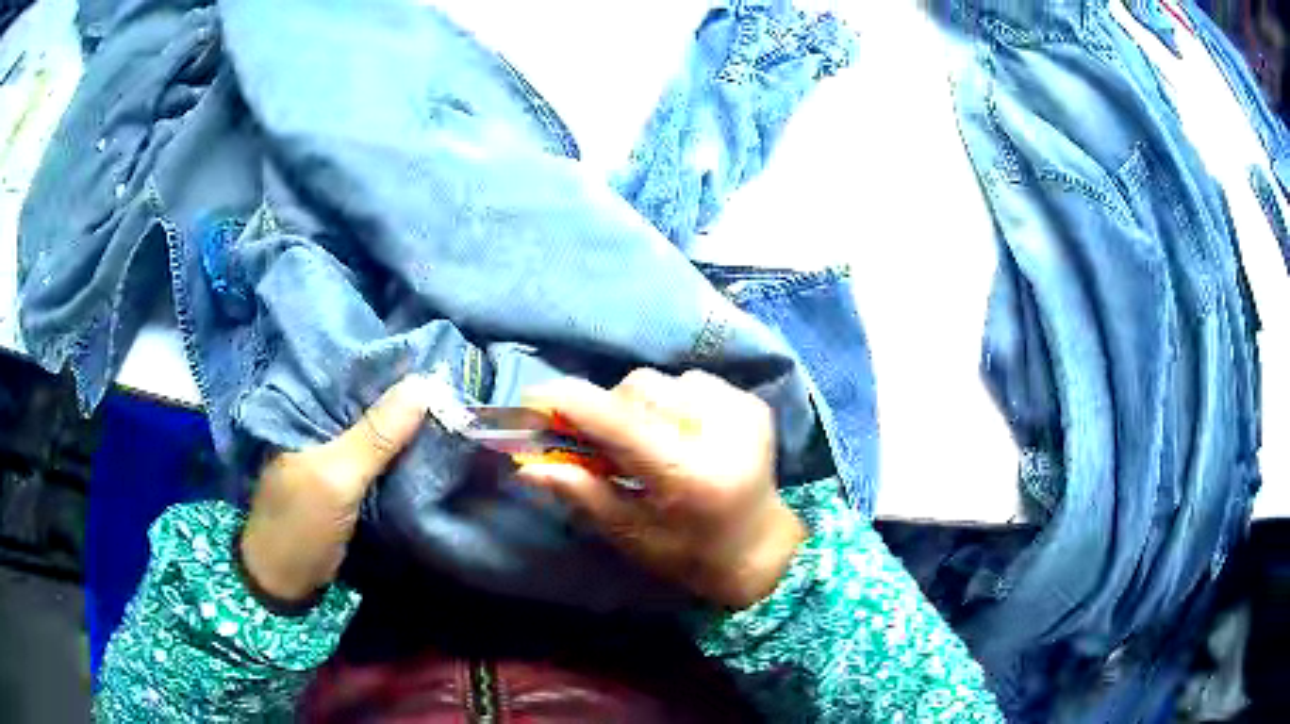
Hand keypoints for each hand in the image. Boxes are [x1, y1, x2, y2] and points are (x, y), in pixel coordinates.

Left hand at [239, 375, 434, 602]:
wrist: (286, 582)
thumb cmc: (300, 523)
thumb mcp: (337, 477)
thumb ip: (376, 435)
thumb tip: (426, 383)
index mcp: (305, 409)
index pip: (354, 372)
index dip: (393, 366)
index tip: (438, 358)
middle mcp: (320, 423)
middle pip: (369, 401)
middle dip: (406, 397)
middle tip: (456, 384)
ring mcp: (334, 455)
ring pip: (377, 430)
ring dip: (408, 426)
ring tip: (453, 408)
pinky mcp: (347, 483)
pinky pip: (380, 458)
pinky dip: (403, 453)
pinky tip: (432, 446)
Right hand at [518, 369, 806, 609]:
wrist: (761, 547)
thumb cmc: (691, 554)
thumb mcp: (632, 536)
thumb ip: (583, 494)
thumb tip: (529, 466)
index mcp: (691, 476)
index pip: (621, 421)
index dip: (571, 403)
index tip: (534, 402)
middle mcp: (722, 432)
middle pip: (639, 388)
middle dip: (608, 411)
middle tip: (602, 446)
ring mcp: (742, 411)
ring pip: (662, 381)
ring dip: (640, 406)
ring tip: (646, 443)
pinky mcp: (751, 402)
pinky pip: (690, 382)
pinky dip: (671, 402)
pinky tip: (679, 434)